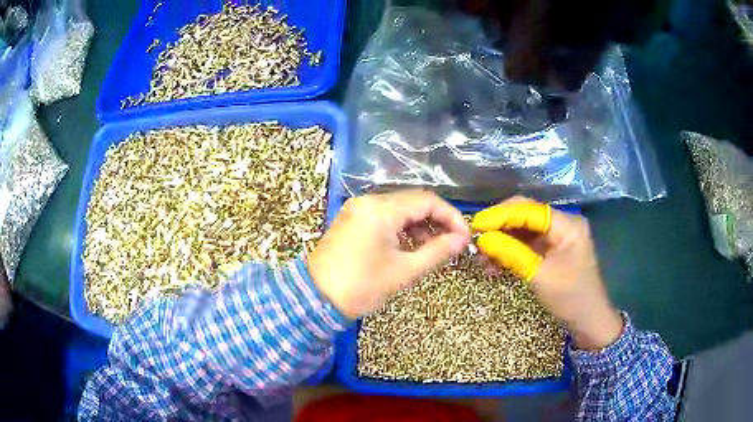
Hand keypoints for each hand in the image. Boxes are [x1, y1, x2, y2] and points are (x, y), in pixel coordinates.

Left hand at [308, 190, 470, 318]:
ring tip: (435, 246)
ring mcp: (358, 208)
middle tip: (454, 242)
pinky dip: (402, 227)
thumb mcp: (404, 271)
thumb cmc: (362, 287)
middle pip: (413, 201)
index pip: (427, 201)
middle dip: (437, 220)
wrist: (316, 299)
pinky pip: (384, 215)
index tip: (465, 237)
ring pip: (399, 208)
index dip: (451, 216)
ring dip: (420, 224)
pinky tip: (412, 244)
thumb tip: (462, 240)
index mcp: (381, 209)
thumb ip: (437, 251)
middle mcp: (368, 201)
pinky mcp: (352, 218)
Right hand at [472, 197, 622, 350]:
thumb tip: (482, 239)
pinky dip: (511, 252)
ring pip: (523, 230)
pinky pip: (527, 244)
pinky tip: (494, 264)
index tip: (475, 225)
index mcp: (567, 224)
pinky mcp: (552, 250)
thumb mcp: (539, 276)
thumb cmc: (570, 298)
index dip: (501, 215)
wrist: (588, 320)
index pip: (529, 209)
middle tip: (476, 240)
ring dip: (502, 241)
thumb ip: (512, 254)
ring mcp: (557, 237)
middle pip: (525, 215)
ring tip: (482, 258)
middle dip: (499, 227)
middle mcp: (563, 224)